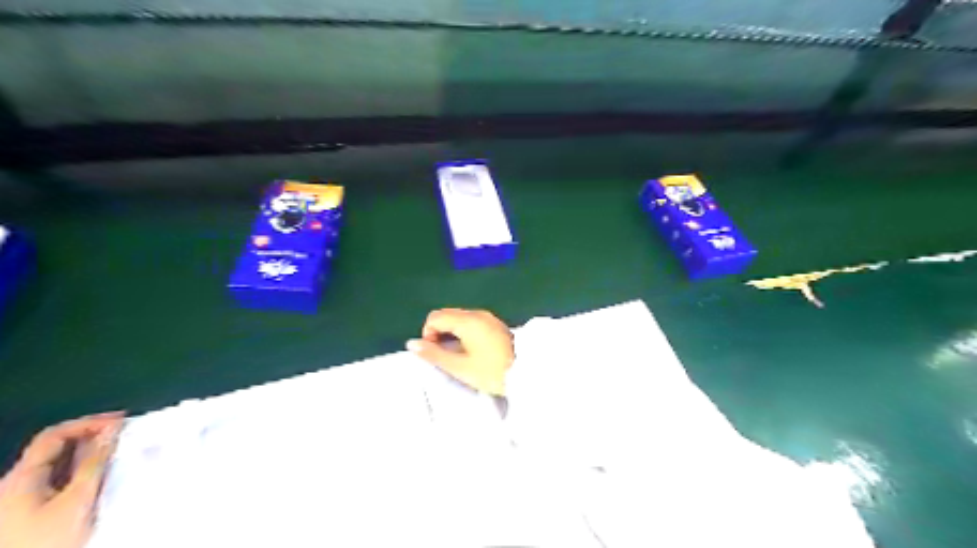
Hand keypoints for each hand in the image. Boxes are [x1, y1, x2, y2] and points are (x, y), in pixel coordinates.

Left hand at [0, 412, 123, 546]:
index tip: (121, 421)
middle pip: (55, 449)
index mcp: (19, 478)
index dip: (88, 423)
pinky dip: (82, 472)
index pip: (54, 435)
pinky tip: (101, 477)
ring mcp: (17, 501)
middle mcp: (13, 485)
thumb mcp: (78, 499)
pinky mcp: (27, 515)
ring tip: (119, 453)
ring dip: (89, 456)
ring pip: (58, 466)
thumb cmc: (48, 539)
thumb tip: (111, 430)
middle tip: (124, 435)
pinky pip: (57, 482)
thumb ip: (95, 462)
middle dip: (91, 438)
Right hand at [407, 308, 514, 393]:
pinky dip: (464, 333)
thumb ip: (434, 354)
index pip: (435, 317)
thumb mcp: (459, 367)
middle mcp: (477, 314)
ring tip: (458, 356)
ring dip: (452, 333)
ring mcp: (488, 318)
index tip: (434, 353)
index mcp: (467, 320)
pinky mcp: (495, 325)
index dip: (428, 334)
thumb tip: (412, 344)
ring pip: (459, 319)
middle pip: (447, 315)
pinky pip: (472, 323)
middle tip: (445, 356)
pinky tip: (471, 351)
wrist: (526, 373)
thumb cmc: (491, 371)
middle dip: (439, 333)